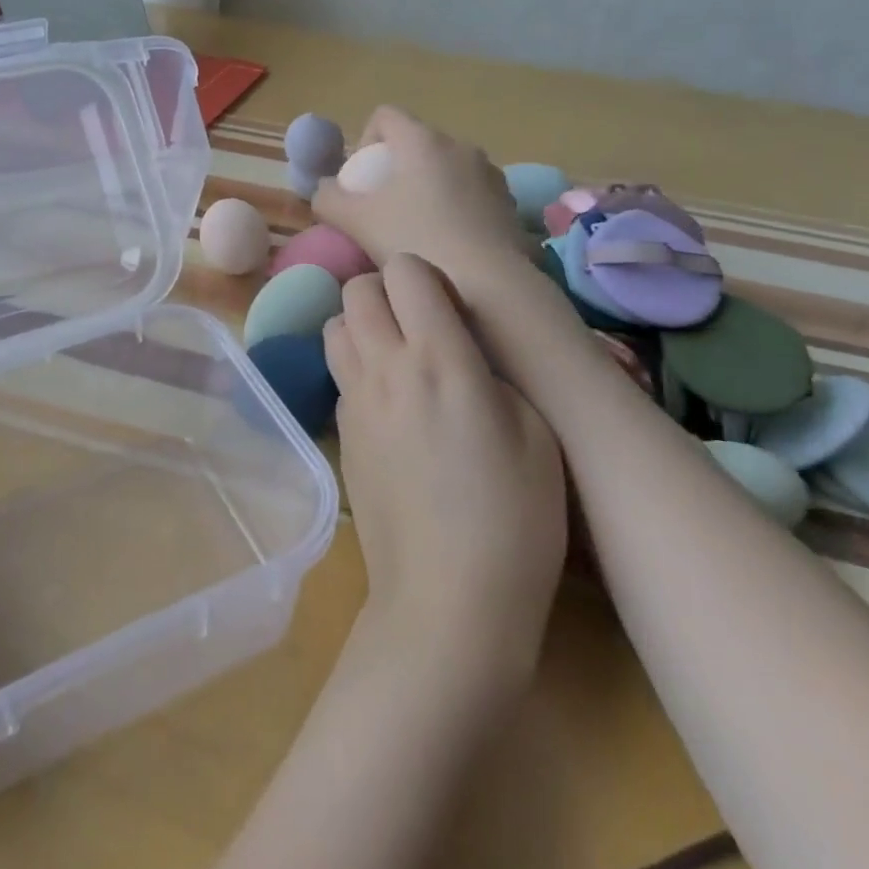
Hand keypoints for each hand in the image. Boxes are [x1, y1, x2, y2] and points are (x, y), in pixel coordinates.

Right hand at [312, 106, 531, 289]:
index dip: (365, 140)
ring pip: (446, 169)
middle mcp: (460, 146)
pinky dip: (455, 209)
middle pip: (417, 143)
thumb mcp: (354, 221)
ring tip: (416, 230)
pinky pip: (471, 194)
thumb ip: (328, 198)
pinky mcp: (509, 203)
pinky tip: (447, 245)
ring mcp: (491, 173)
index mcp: (422, 140)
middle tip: (382, 209)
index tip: (362, 180)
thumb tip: (324, 190)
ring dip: (428, 189)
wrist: (487, 285)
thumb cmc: (415, 241)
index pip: (385, 115)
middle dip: (396, 169)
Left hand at [326, 254, 567, 693]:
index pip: (405, 270)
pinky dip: (357, 368)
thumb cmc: (512, 519)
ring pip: (334, 325)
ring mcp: (352, 399)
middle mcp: (384, 366)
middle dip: (385, 292)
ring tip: (397, 357)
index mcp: (439, 358)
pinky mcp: (340, 431)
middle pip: (356, 288)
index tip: (450, 308)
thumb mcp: (535, 435)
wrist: (446, 598)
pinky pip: (338, 373)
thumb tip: (460, 350)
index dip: (427, 277)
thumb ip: (491, 373)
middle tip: (420, 326)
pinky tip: (389, 406)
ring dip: (361, 326)